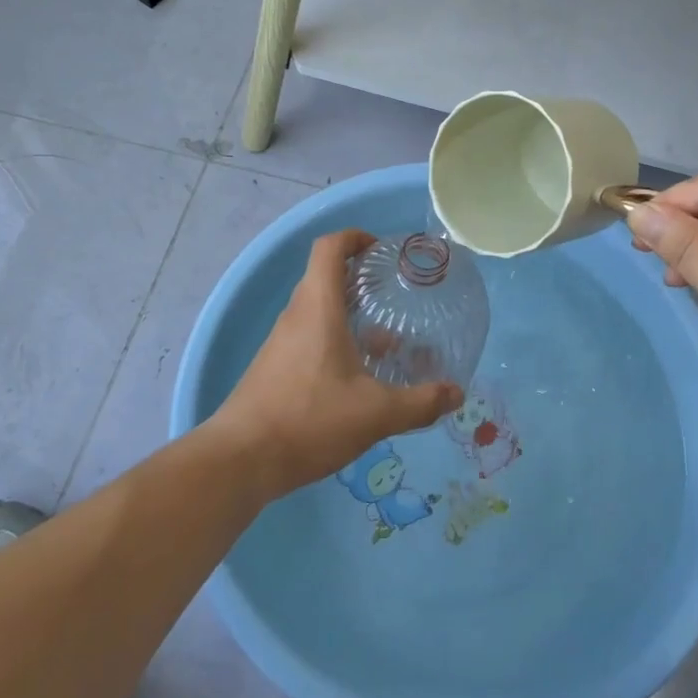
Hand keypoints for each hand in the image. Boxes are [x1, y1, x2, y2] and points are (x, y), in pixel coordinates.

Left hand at [210, 230, 462, 499]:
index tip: (381, 251)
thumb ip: (420, 402)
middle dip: (360, 279)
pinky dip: (335, 341)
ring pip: (318, 311)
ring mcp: (281, 342)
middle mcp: (296, 316)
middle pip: (325, 277)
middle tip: (394, 295)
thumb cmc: (310, 419)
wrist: (241, 459)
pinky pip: (309, 337)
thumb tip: (457, 393)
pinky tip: (359, 377)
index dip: (354, 237)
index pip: (329, 247)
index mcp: (318, 307)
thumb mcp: (375, 413)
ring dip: (350, 315)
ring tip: (388, 340)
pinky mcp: (275, 368)